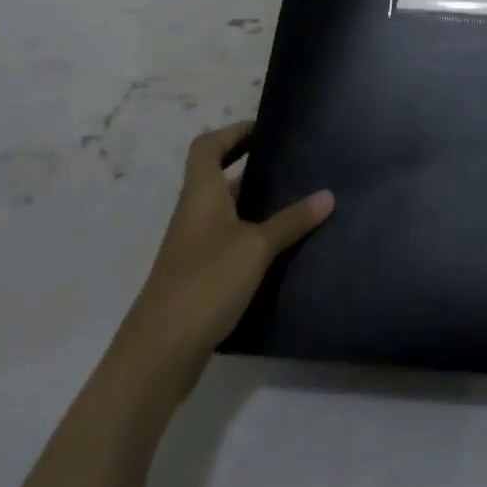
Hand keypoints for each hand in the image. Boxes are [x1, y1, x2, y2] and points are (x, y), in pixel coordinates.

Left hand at [118, 120, 333, 378]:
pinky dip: (251, 237)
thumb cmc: (205, 282)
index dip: (233, 132)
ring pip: (226, 212)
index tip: (265, 131)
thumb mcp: (256, 246)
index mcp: (201, 194)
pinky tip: (280, 249)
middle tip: (291, 165)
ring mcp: (194, 248)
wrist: (158, 355)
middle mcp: (194, 214)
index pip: (208, 147)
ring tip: (296, 203)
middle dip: (252, 168)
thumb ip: (292, 220)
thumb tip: (328, 195)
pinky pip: (228, 242)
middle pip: (218, 177)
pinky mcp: (198, 278)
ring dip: (255, 205)